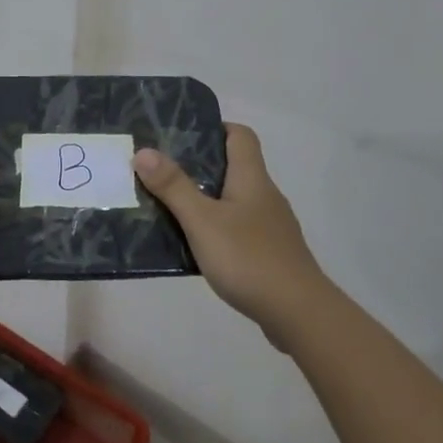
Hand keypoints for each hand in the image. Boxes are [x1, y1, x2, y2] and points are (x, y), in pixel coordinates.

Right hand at [135, 124, 329, 345]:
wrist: (299, 314)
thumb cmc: (249, 258)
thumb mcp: (202, 220)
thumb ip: (173, 186)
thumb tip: (143, 151)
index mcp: (251, 178)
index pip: (240, 135)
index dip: (214, 128)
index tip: (182, 136)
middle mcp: (264, 195)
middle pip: (234, 166)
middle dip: (199, 166)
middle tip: (163, 173)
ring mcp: (271, 226)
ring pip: (234, 200)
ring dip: (206, 200)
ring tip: (171, 209)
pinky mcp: (271, 254)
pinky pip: (239, 229)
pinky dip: (217, 229)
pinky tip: (197, 247)